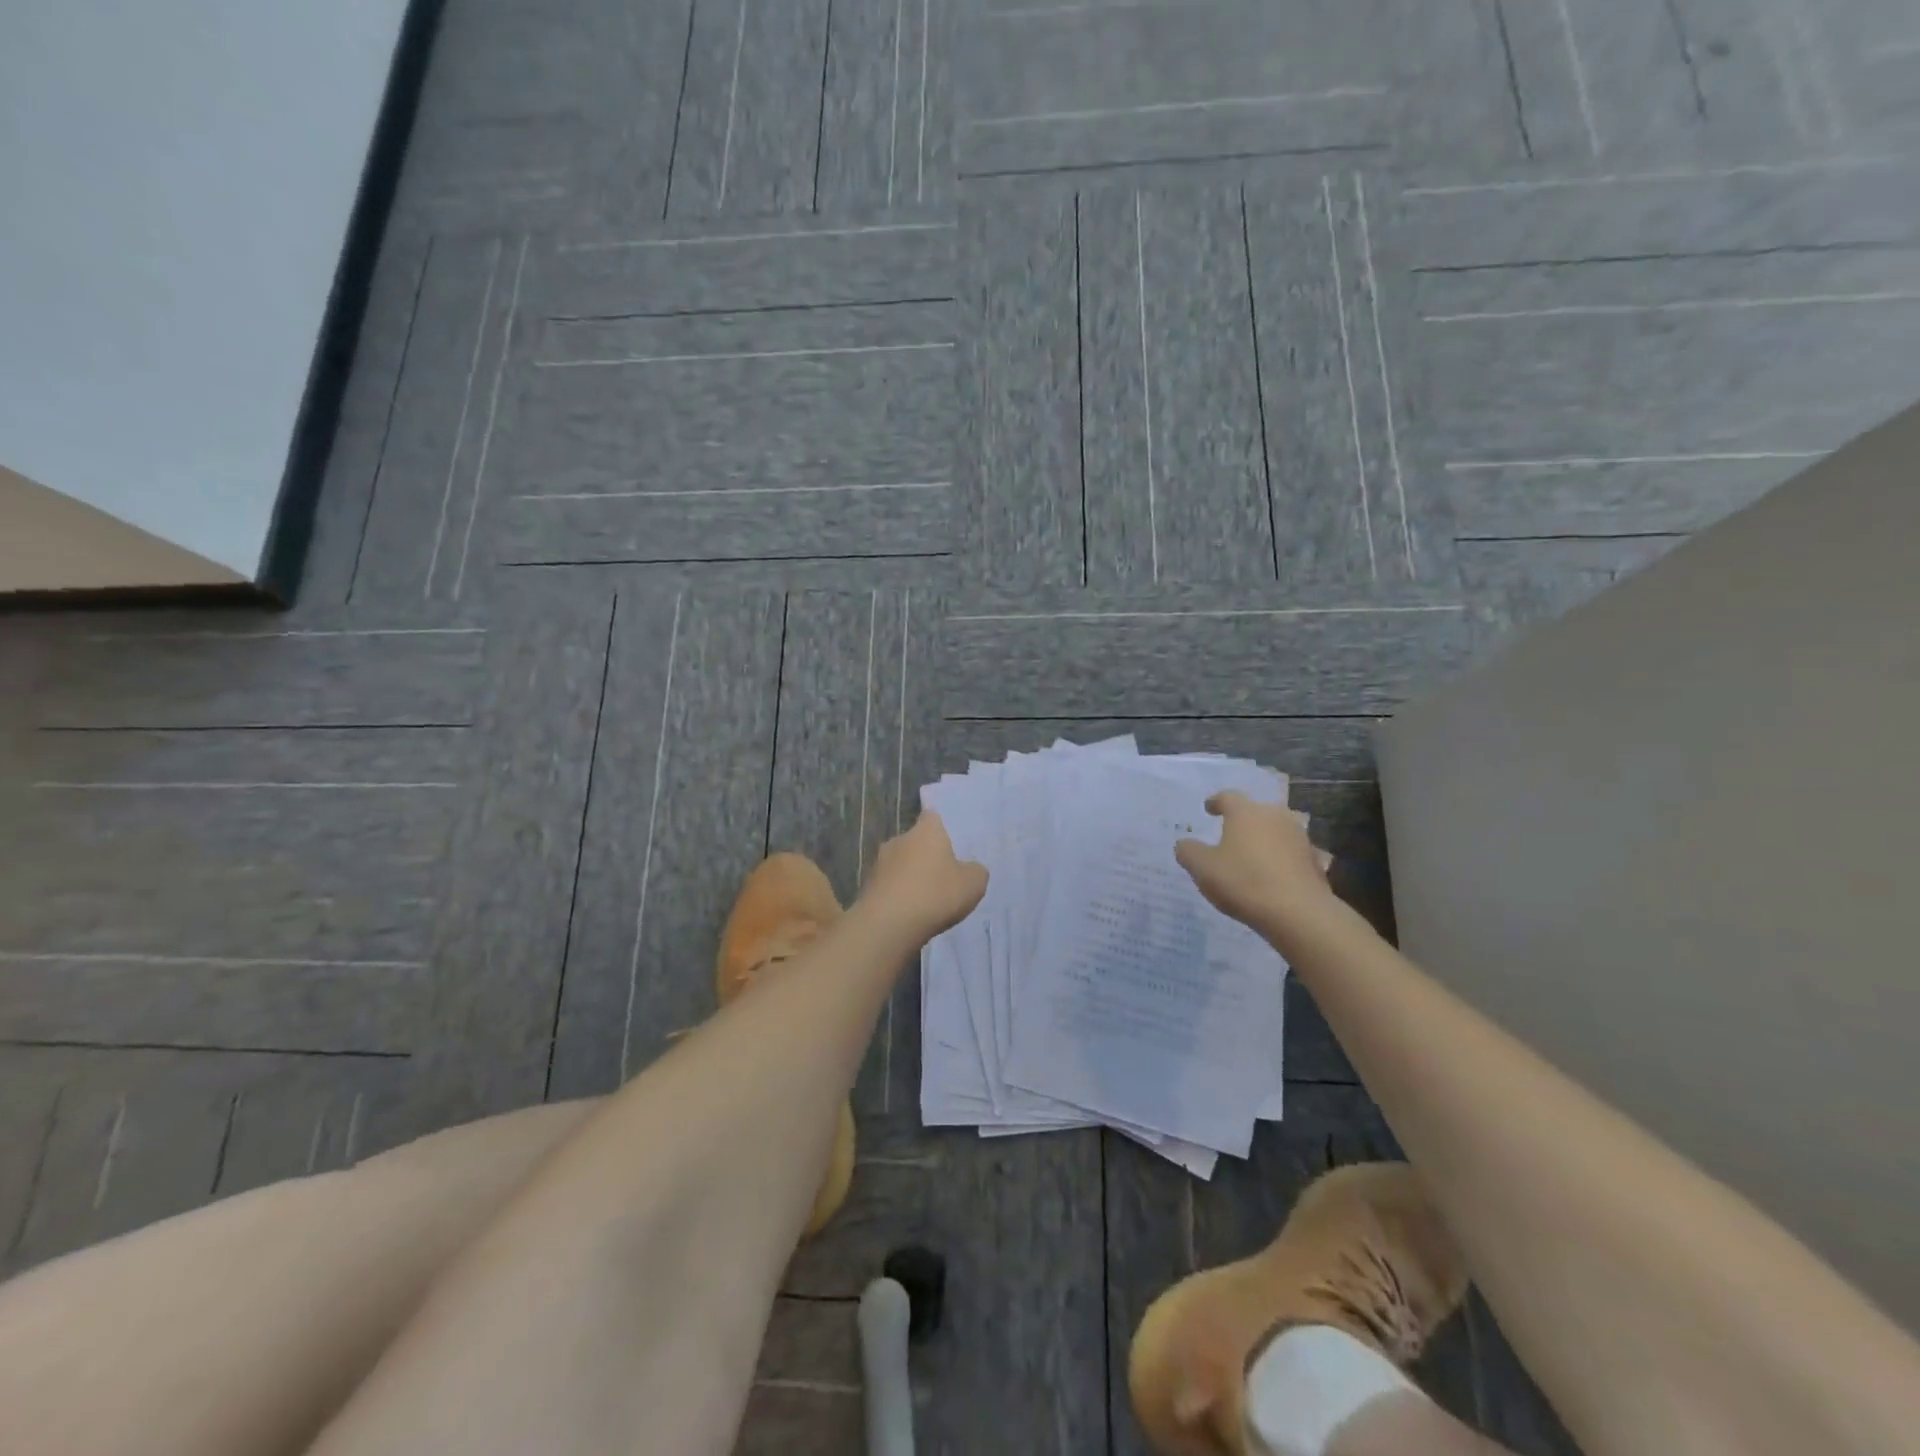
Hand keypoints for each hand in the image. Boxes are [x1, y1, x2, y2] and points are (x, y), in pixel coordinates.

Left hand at [857, 812, 988, 942]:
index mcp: (926, 831)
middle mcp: (899, 839)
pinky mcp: (867, 887)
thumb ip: (975, 871)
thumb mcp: (973, 884)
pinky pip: (889, 886)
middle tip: (943, 875)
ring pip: (900, 864)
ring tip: (926, 899)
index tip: (950, 842)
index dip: (941, 828)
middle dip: (926, 855)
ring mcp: (879, 863)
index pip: (932, 817)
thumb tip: (970, 869)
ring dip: (910, 877)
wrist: (888, 924)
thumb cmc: (935, 894)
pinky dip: (898, 895)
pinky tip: (909, 914)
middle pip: (915, 842)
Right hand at [1175, 791, 1336, 933]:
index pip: (1227, 797)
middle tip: (1230, 834)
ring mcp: (1299, 837)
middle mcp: (1275, 816)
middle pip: (1255, 811)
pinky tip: (1275, 875)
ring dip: (1264, 839)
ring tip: (1252, 856)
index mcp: (1245, 812)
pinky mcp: (1315, 860)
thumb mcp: (1202, 868)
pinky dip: (1282, 859)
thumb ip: (1189, 852)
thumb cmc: (1243, 882)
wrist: (1298, 913)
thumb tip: (1185, 843)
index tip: (1209, 808)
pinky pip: (1292, 854)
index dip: (1216, 802)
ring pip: (1276, 831)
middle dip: (1243, 821)